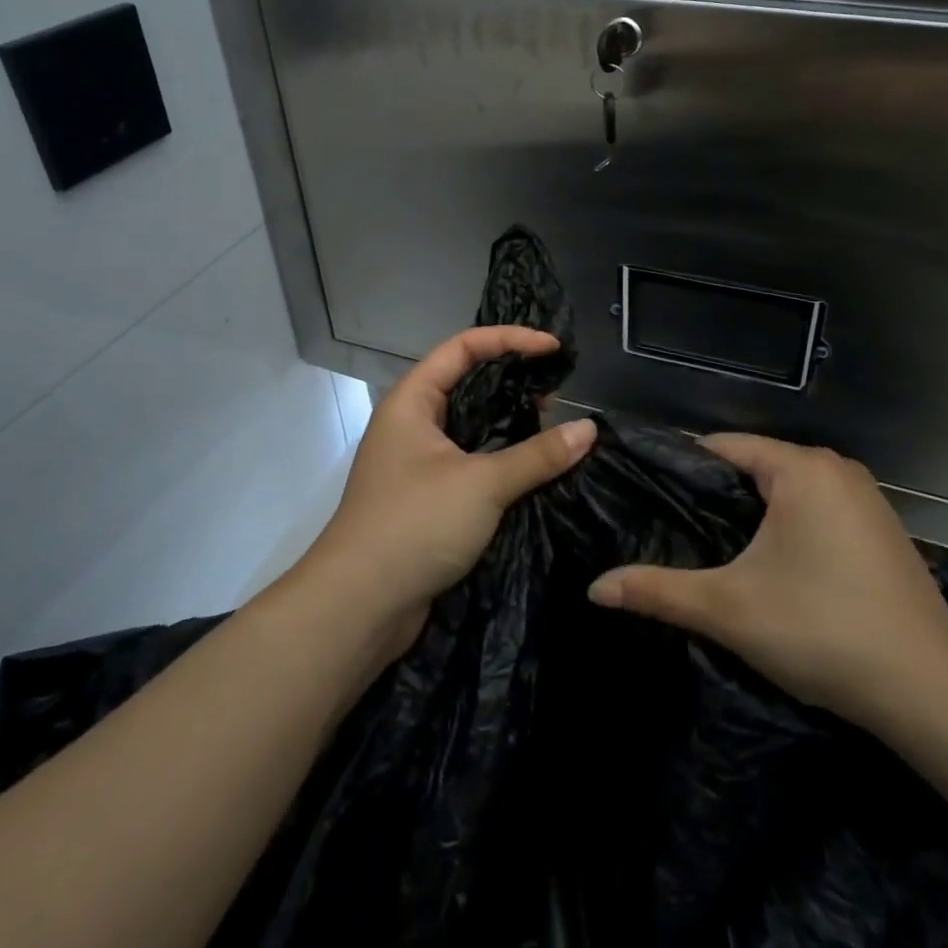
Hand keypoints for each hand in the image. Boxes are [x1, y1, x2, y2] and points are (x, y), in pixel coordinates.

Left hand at [296, 327, 596, 661]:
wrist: (358, 608)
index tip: (553, 349)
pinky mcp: (428, 498)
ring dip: (510, 425)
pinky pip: (471, 463)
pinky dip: (502, 460)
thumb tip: (589, 429)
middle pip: (468, 384)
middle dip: (513, 382)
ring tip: (554, 429)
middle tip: (557, 394)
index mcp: (413, 401)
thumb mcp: (482, 483)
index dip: (510, 339)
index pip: (463, 347)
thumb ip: (538, 455)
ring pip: (472, 427)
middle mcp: (413, 424)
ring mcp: (418, 463)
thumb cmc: (414, 524)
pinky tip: (535, 470)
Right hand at [586, 434, 947, 726]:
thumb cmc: (822, 630)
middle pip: (757, 466)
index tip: (649, 495)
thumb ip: (658, 591)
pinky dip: (790, 526)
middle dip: (718, 495)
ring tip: (715, 547)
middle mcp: (836, 468)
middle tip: (675, 528)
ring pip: (789, 489)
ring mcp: (866, 498)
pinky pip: (818, 509)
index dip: (683, 468)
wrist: (932, 692)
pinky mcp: (882, 529)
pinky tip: (774, 565)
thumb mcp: (729, 609)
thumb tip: (593, 588)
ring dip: (755, 513)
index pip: (723, 447)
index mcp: (800, 468)